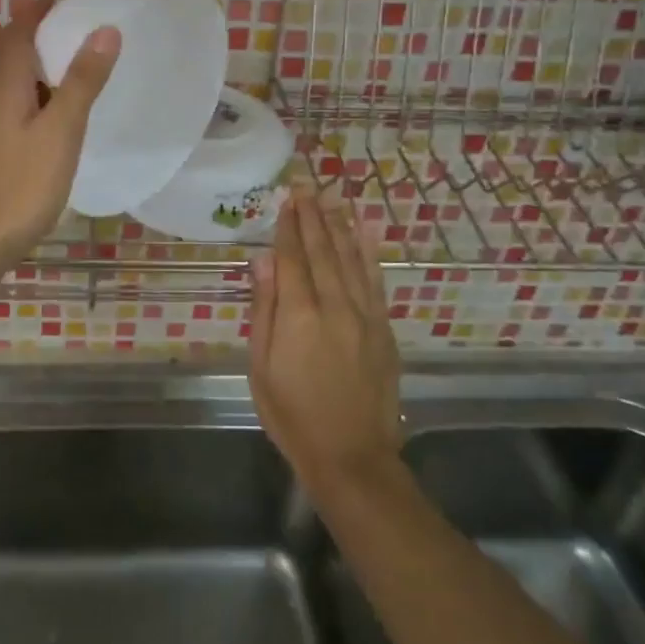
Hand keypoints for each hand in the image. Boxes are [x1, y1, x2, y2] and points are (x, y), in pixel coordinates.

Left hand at [0, 0, 120, 267]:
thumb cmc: (21, 185)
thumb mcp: (61, 130)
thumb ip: (82, 81)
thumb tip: (104, 29)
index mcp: (6, 82)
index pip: (19, 28)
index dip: (42, 9)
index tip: (73, 1)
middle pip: (7, 48)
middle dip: (35, 30)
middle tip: (73, 29)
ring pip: (6, 75)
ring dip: (32, 60)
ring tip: (69, 64)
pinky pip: (8, 100)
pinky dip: (30, 89)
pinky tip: (51, 111)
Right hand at [249, 184, 401, 496]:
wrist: (352, 456)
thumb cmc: (293, 414)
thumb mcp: (261, 366)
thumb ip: (264, 309)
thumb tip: (262, 261)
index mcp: (299, 315)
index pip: (292, 258)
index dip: (288, 227)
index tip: (287, 199)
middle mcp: (334, 306)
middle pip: (322, 251)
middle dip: (313, 217)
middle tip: (307, 187)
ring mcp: (364, 316)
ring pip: (351, 259)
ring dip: (340, 225)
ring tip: (332, 198)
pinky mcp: (383, 329)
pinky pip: (375, 281)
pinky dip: (369, 253)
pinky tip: (365, 232)